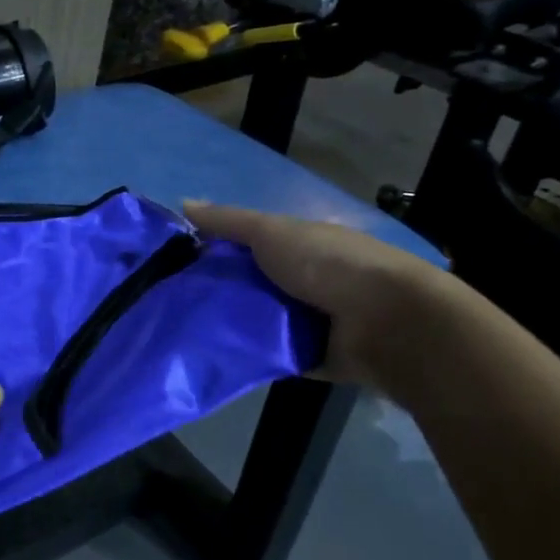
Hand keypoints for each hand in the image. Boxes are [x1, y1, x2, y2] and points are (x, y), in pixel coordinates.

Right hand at [184, 200, 450, 389]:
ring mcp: (310, 320)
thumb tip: (183, 203)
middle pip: (251, 284)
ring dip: (230, 325)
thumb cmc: (328, 265)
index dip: (216, 249)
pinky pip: (269, 354)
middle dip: (218, 290)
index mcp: (302, 245)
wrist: (386, 323)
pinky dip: (248, 355)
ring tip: (185, 331)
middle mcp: (306, 280)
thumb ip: (229, 222)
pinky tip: (213, 355)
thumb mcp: (271, 232)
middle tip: (173, 299)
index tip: (179, 261)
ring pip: (256, 320)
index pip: (251, 244)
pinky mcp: (310, 356)